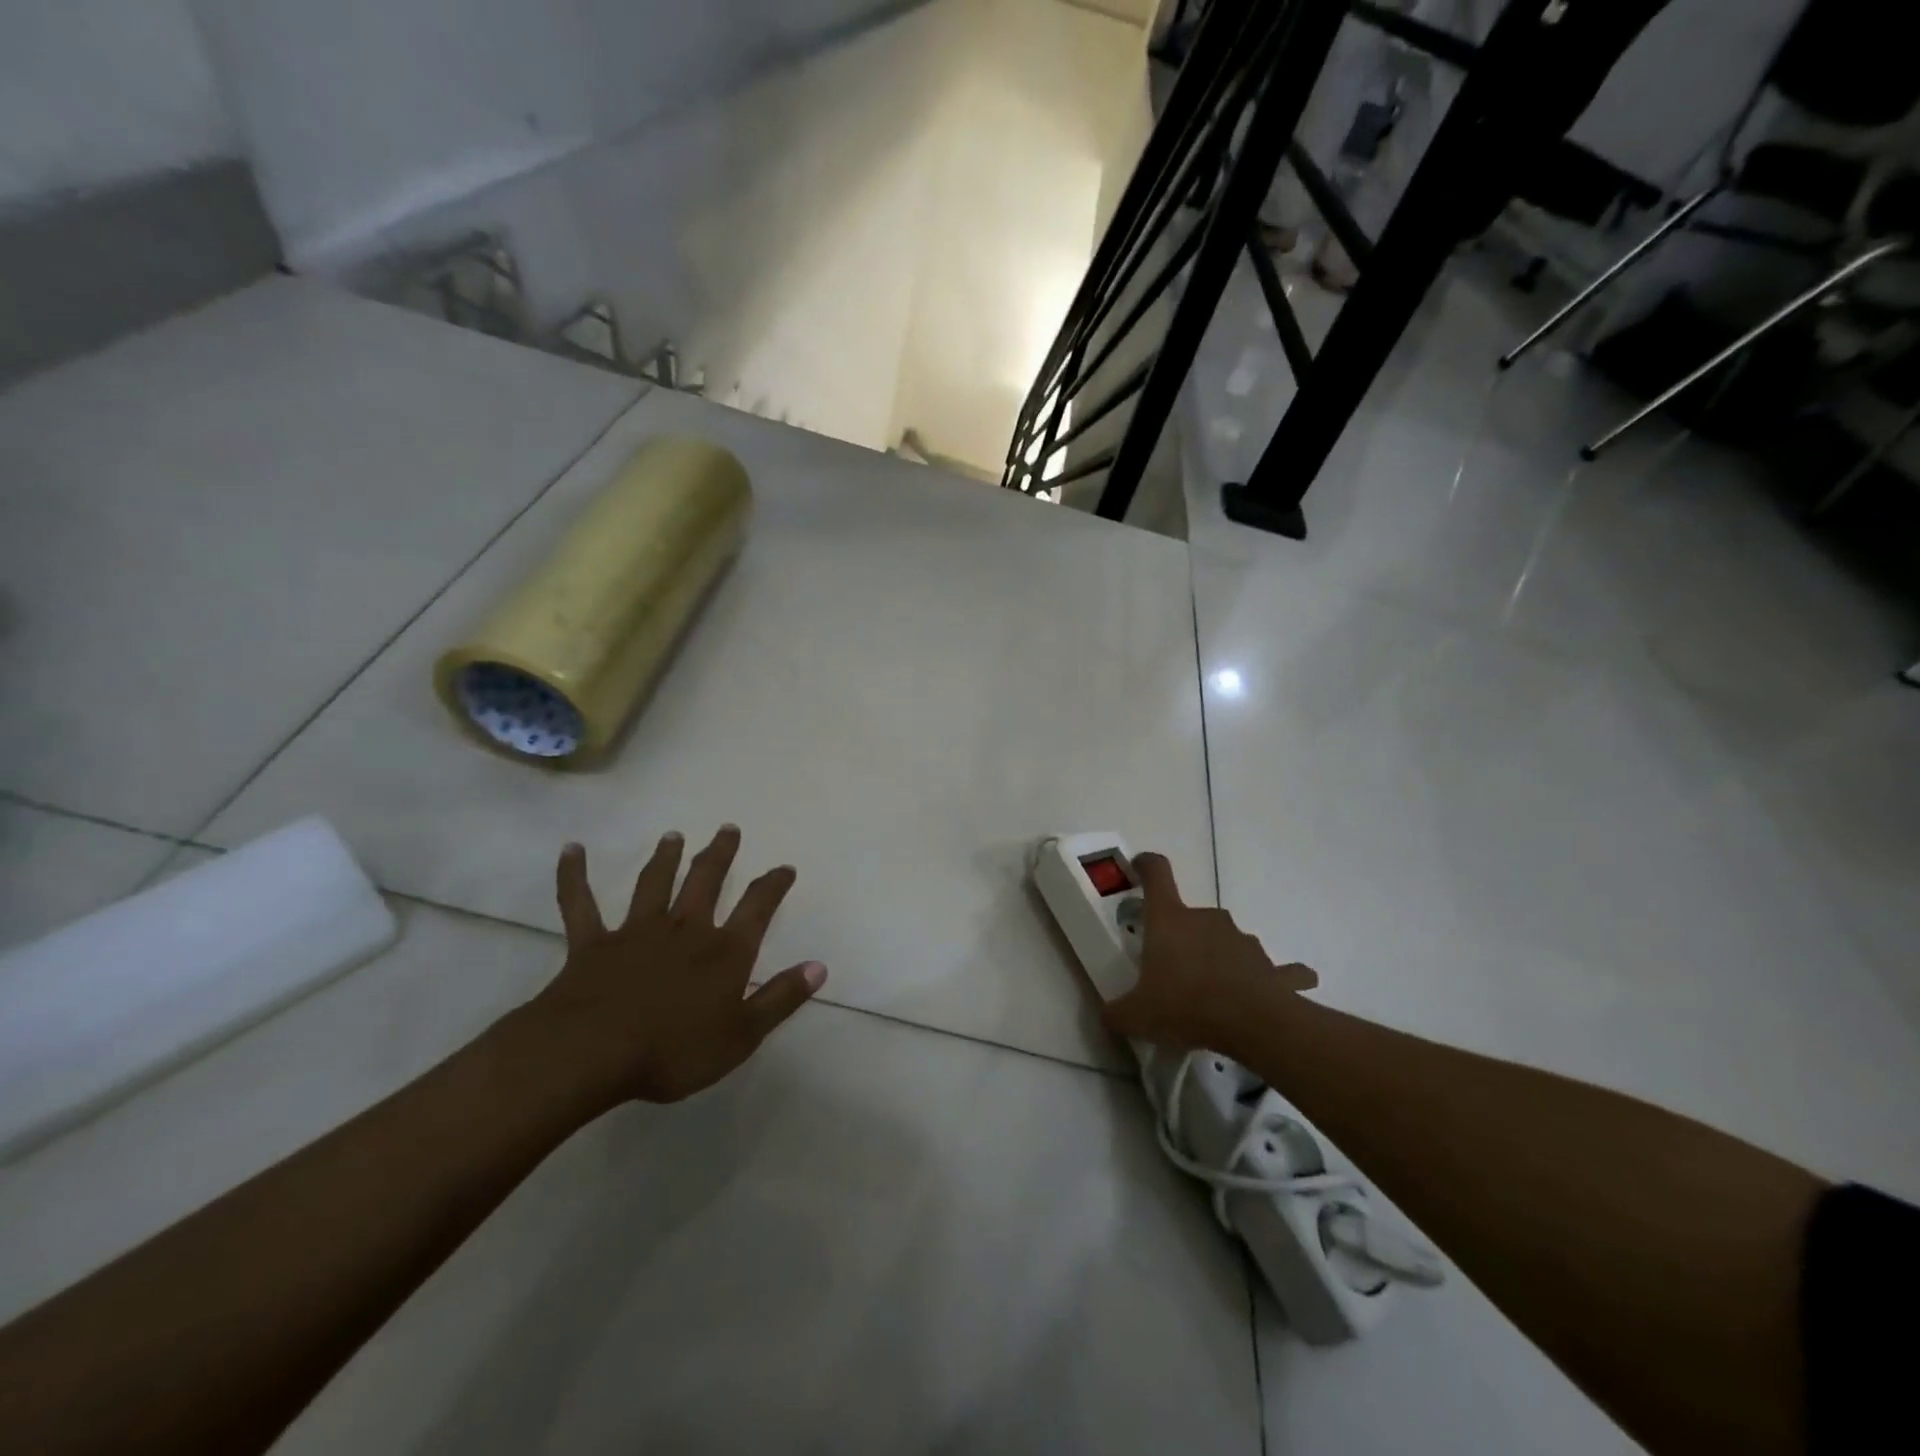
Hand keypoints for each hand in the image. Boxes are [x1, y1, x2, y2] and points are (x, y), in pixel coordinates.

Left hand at [523, 825, 825, 1107]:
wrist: (592, 1054)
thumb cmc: (674, 1051)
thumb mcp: (742, 1035)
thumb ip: (781, 998)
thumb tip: (819, 967)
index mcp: (723, 951)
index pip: (757, 907)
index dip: (774, 885)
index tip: (785, 868)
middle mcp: (685, 929)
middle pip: (706, 880)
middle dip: (720, 854)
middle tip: (728, 829)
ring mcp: (636, 932)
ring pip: (654, 884)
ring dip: (665, 857)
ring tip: (673, 836)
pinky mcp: (592, 944)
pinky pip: (580, 903)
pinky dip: (574, 875)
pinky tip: (572, 850)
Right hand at [1103, 852, 1316, 1050]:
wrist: (1252, 1024)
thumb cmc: (1185, 1006)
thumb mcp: (1136, 1015)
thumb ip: (1116, 1012)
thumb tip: (1107, 1015)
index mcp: (1170, 920)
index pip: (1157, 874)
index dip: (1147, 865)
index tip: (1140, 866)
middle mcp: (1207, 920)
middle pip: (1191, 916)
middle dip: (1183, 938)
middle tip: (1174, 971)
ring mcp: (1243, 940)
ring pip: (1227, 940)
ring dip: (1220, 958)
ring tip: (1214, 994)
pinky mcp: (1273, 967)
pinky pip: (1276, 970)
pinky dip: (1273, 978)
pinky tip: (1271, 994)